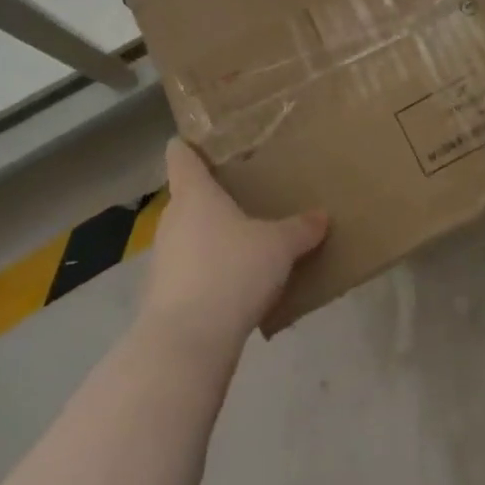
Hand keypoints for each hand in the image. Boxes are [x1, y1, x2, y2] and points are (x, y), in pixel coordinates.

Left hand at [140, 139, 328, 351]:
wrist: (187, 343)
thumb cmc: (231, 272)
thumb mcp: (279, 246)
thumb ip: (300, 229)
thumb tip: (322, 216)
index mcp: (195, 195)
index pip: (181, 157)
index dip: (187, 146)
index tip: (196, 141)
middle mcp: (172, 220)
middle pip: (187, 197)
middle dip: (211, 196)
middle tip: (243, 194)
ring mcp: (163, 259)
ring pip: (188, 235)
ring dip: (210, 237)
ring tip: (244, 241)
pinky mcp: (163, 295)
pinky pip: (189, 270)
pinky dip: (208, 271)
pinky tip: (235, 284)